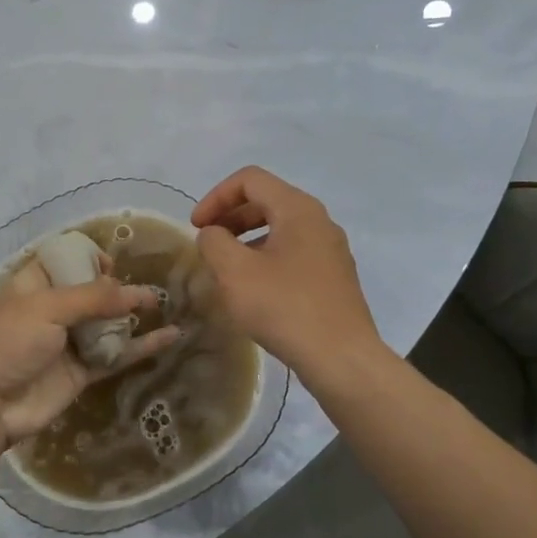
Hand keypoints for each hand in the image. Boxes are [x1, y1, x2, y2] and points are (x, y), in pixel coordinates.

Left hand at [0, 262, 179, 450]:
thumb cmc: (8, 343)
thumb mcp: (46, 308)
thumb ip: (93, 298)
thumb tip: (137, 293)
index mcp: (35, 285)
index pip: (65, 260)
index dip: (89, 258)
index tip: (113, 264)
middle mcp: (53, 310)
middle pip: (92, 292)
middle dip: (119, 288)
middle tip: (147, 290)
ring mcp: (68, 342)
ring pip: (108, 324)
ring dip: (134, 315)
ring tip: (166, 306)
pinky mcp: (81, 372)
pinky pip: (116, 355)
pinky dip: (142, 347)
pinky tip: (171, 336)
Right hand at [191, 166, 379, 376]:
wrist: (340, 357)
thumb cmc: (284, 307)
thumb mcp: (234, 272)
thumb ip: (214, 242)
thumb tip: (213, 234)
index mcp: (298, 209)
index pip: (250, 180)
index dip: (215, 197)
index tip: (196, 227)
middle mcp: (319, 221)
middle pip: (266, 200)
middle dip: (230, 217)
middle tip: (207, 244)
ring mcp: (330, 250)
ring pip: (280, 228)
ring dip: (246, 240)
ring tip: (226, 268)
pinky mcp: (333, 277)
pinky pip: (293, 253)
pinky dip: (266, 258)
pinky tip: (253, 290)